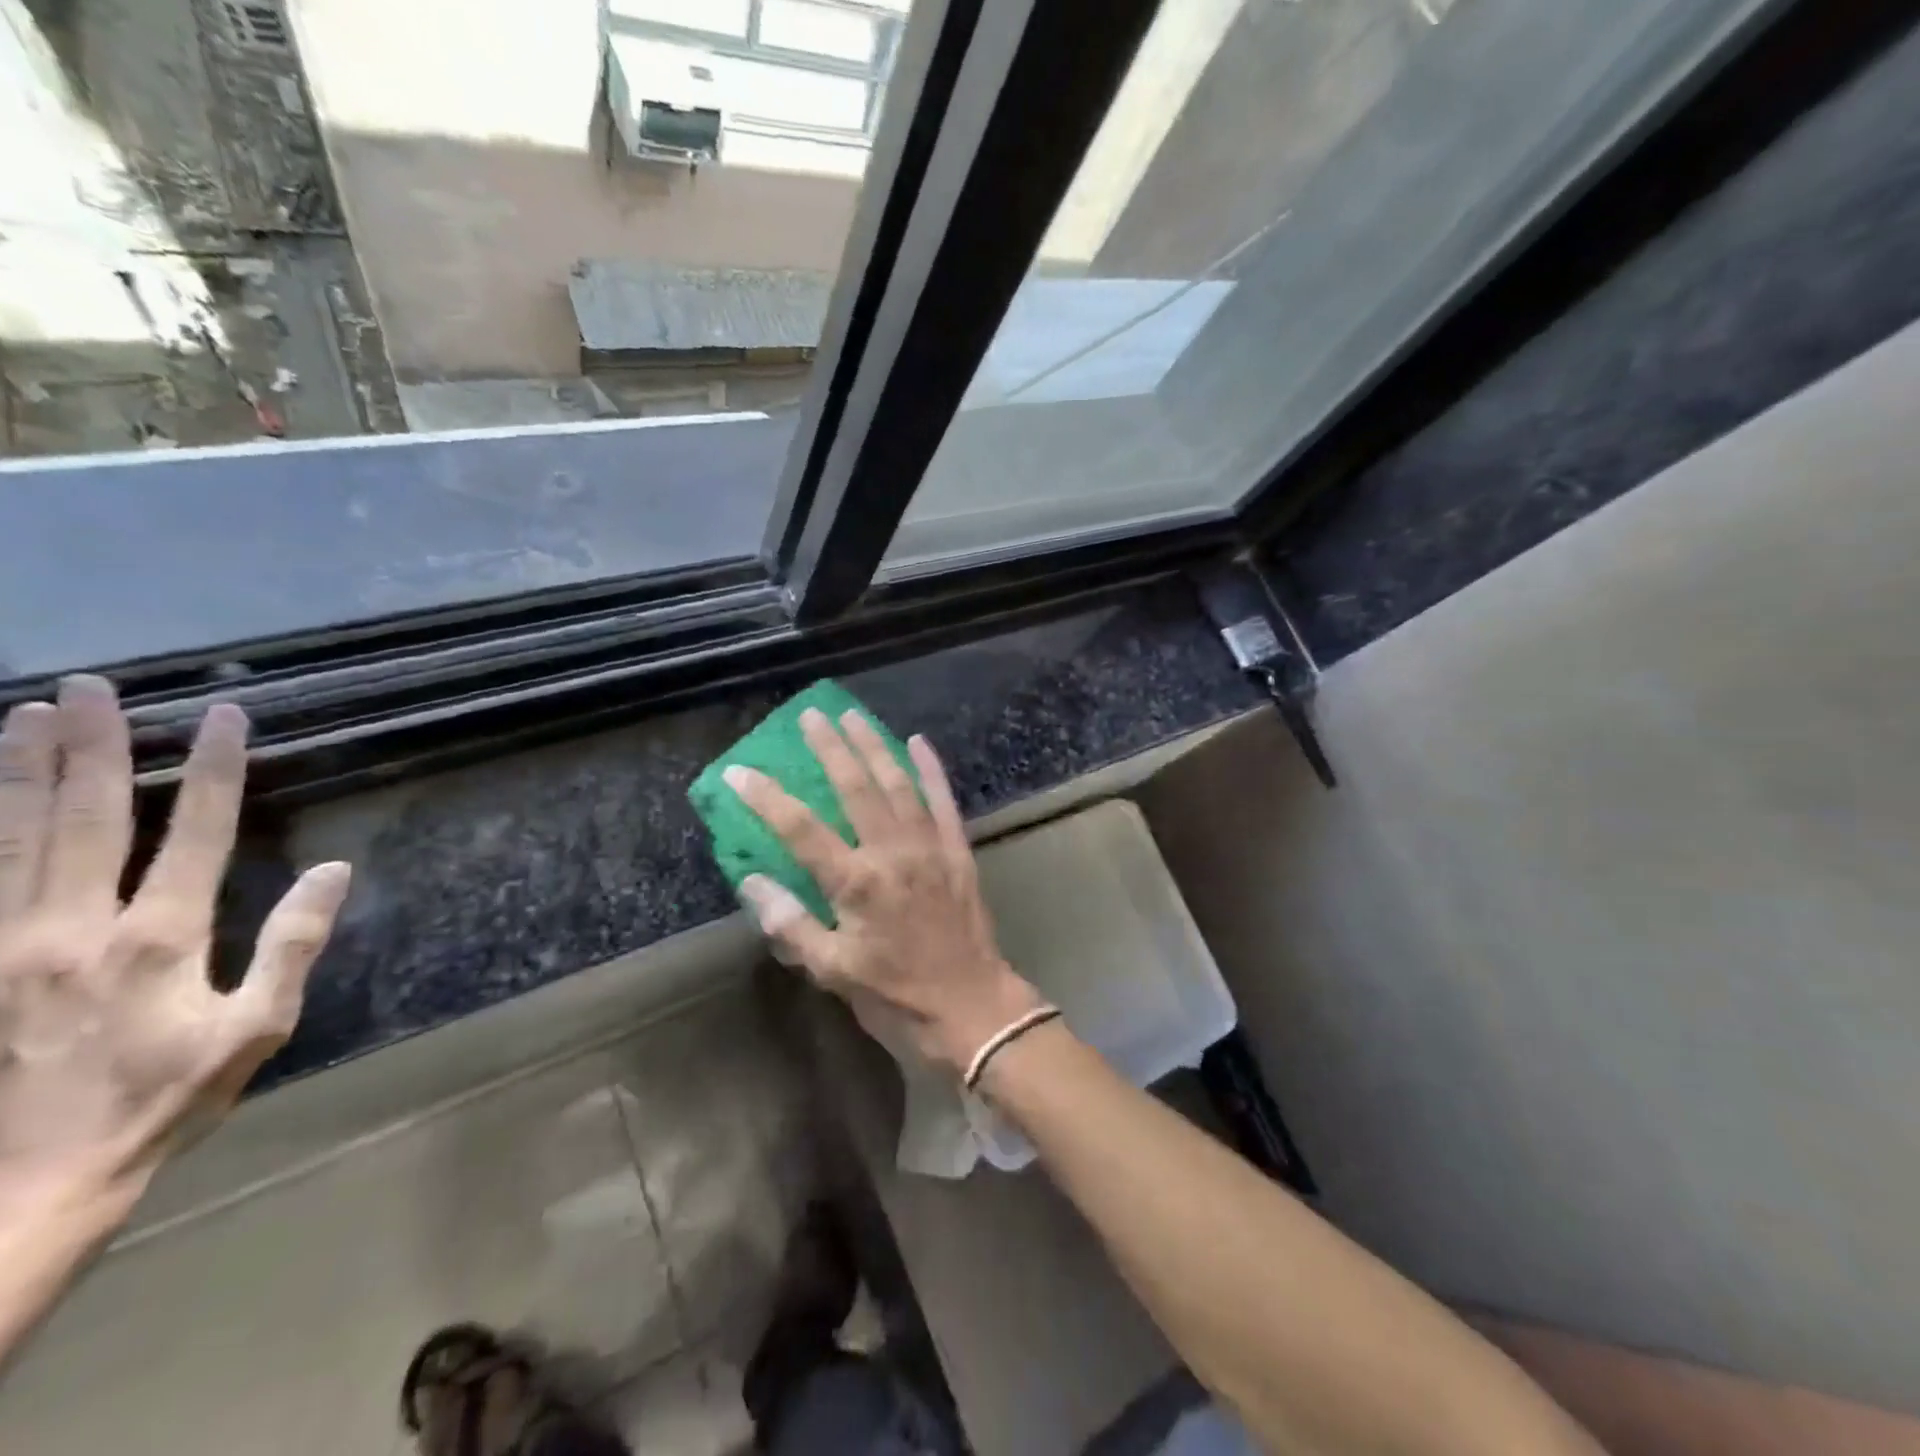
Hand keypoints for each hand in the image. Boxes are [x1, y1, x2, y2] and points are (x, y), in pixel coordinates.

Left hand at [0, 677, 350, 1213]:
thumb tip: (332, 870)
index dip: (212, 770)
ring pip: (13, 839)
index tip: (224, 717)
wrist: (28, 1184)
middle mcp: (74, 928)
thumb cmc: (163, 1099)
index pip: (192, 833)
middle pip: (86, 818)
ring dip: (21, 772)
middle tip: (97, 688)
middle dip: (95, 747)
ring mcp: (6, 945)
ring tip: (29, 713)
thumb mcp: (257, 1028)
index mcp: (157, 940)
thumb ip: (293, 944)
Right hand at [726, 708, 1043, 1073]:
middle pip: (855, 788)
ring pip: (897, 783)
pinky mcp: (957, 849)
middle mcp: (892, 853)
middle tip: (810, 715)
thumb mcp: (832, 971)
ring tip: (853, 715)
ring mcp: (929, 846)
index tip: (739, 771)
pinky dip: (930, 768)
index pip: (800, 829)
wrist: (970, 1005)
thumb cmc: (895, 994)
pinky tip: (918, 742)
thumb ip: (791, 924)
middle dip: (830, 748)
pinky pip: (943, 799)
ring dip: (874, 746)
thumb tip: (754, 881)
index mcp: (856, 884)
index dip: (766, 797)